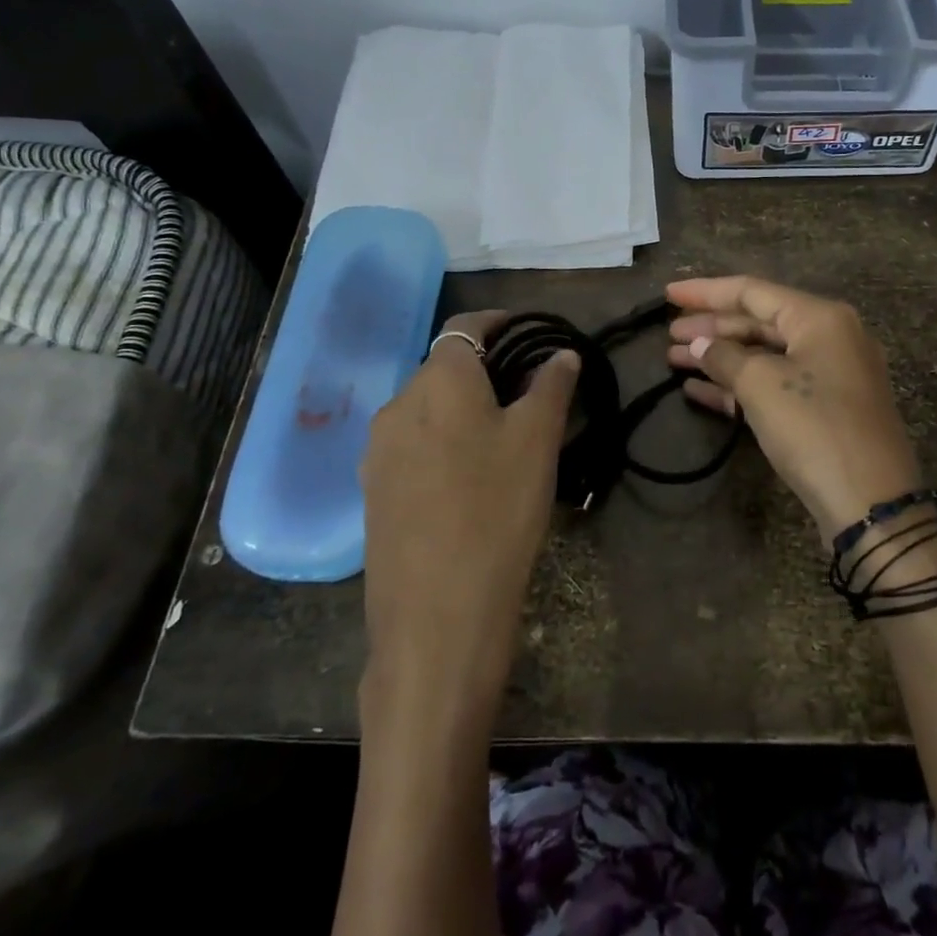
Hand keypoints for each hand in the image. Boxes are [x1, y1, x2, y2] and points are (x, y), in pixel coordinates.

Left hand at [359, 311, 578, 714]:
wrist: (437, 613)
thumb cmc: (497, 508)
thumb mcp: (537, 441)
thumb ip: (551, 387)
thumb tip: (562, 355)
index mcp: (438, 382)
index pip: (464, 326)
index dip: (498, 322)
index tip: (529, 332)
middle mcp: (397, 405)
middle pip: (444, 368)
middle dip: (486, 370)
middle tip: (528, 394)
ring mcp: (377, 451)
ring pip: (427, 409)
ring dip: (462, 408)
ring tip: (501, 438)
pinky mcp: (373, 491)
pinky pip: (413, 446)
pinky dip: (442, 442)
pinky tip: (468, 478)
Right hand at [667, 276, 922, 540]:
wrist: (870, 501)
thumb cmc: (813, 427)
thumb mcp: (761, 385)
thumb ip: (724, 357)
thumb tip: (699, 344)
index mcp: (820, 317)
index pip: (752, 291)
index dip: (706, 292)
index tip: (667, 294)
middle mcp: (829, 336)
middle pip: (758, 321)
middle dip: (711, 327)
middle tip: (668, 334)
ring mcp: (829, 374)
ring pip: (764, 355)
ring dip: (720, 358)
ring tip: (674, 359)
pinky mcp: (824, 409)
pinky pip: (775, 384)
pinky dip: (738, 385)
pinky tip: (698, 391)